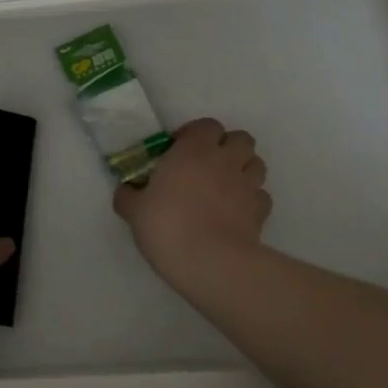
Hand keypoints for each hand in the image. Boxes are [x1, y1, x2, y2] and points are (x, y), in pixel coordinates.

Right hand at [114, 117, 270, 277]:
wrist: (210, 262)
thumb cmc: (167, 225)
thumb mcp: (134, 210)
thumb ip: (128, 195)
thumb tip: (126, 190)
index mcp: (194, 150)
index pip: (207, 125)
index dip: (196, 134)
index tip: (181, 150)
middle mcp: (225, 160)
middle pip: (240, 139)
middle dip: (228, 147)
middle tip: (209, 165)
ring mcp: (247, 185)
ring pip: (256, 163)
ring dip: (244, 169)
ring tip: (226, 186)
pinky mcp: (261, 211)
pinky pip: (261, 196)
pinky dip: (252, 199)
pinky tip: (237, 212)